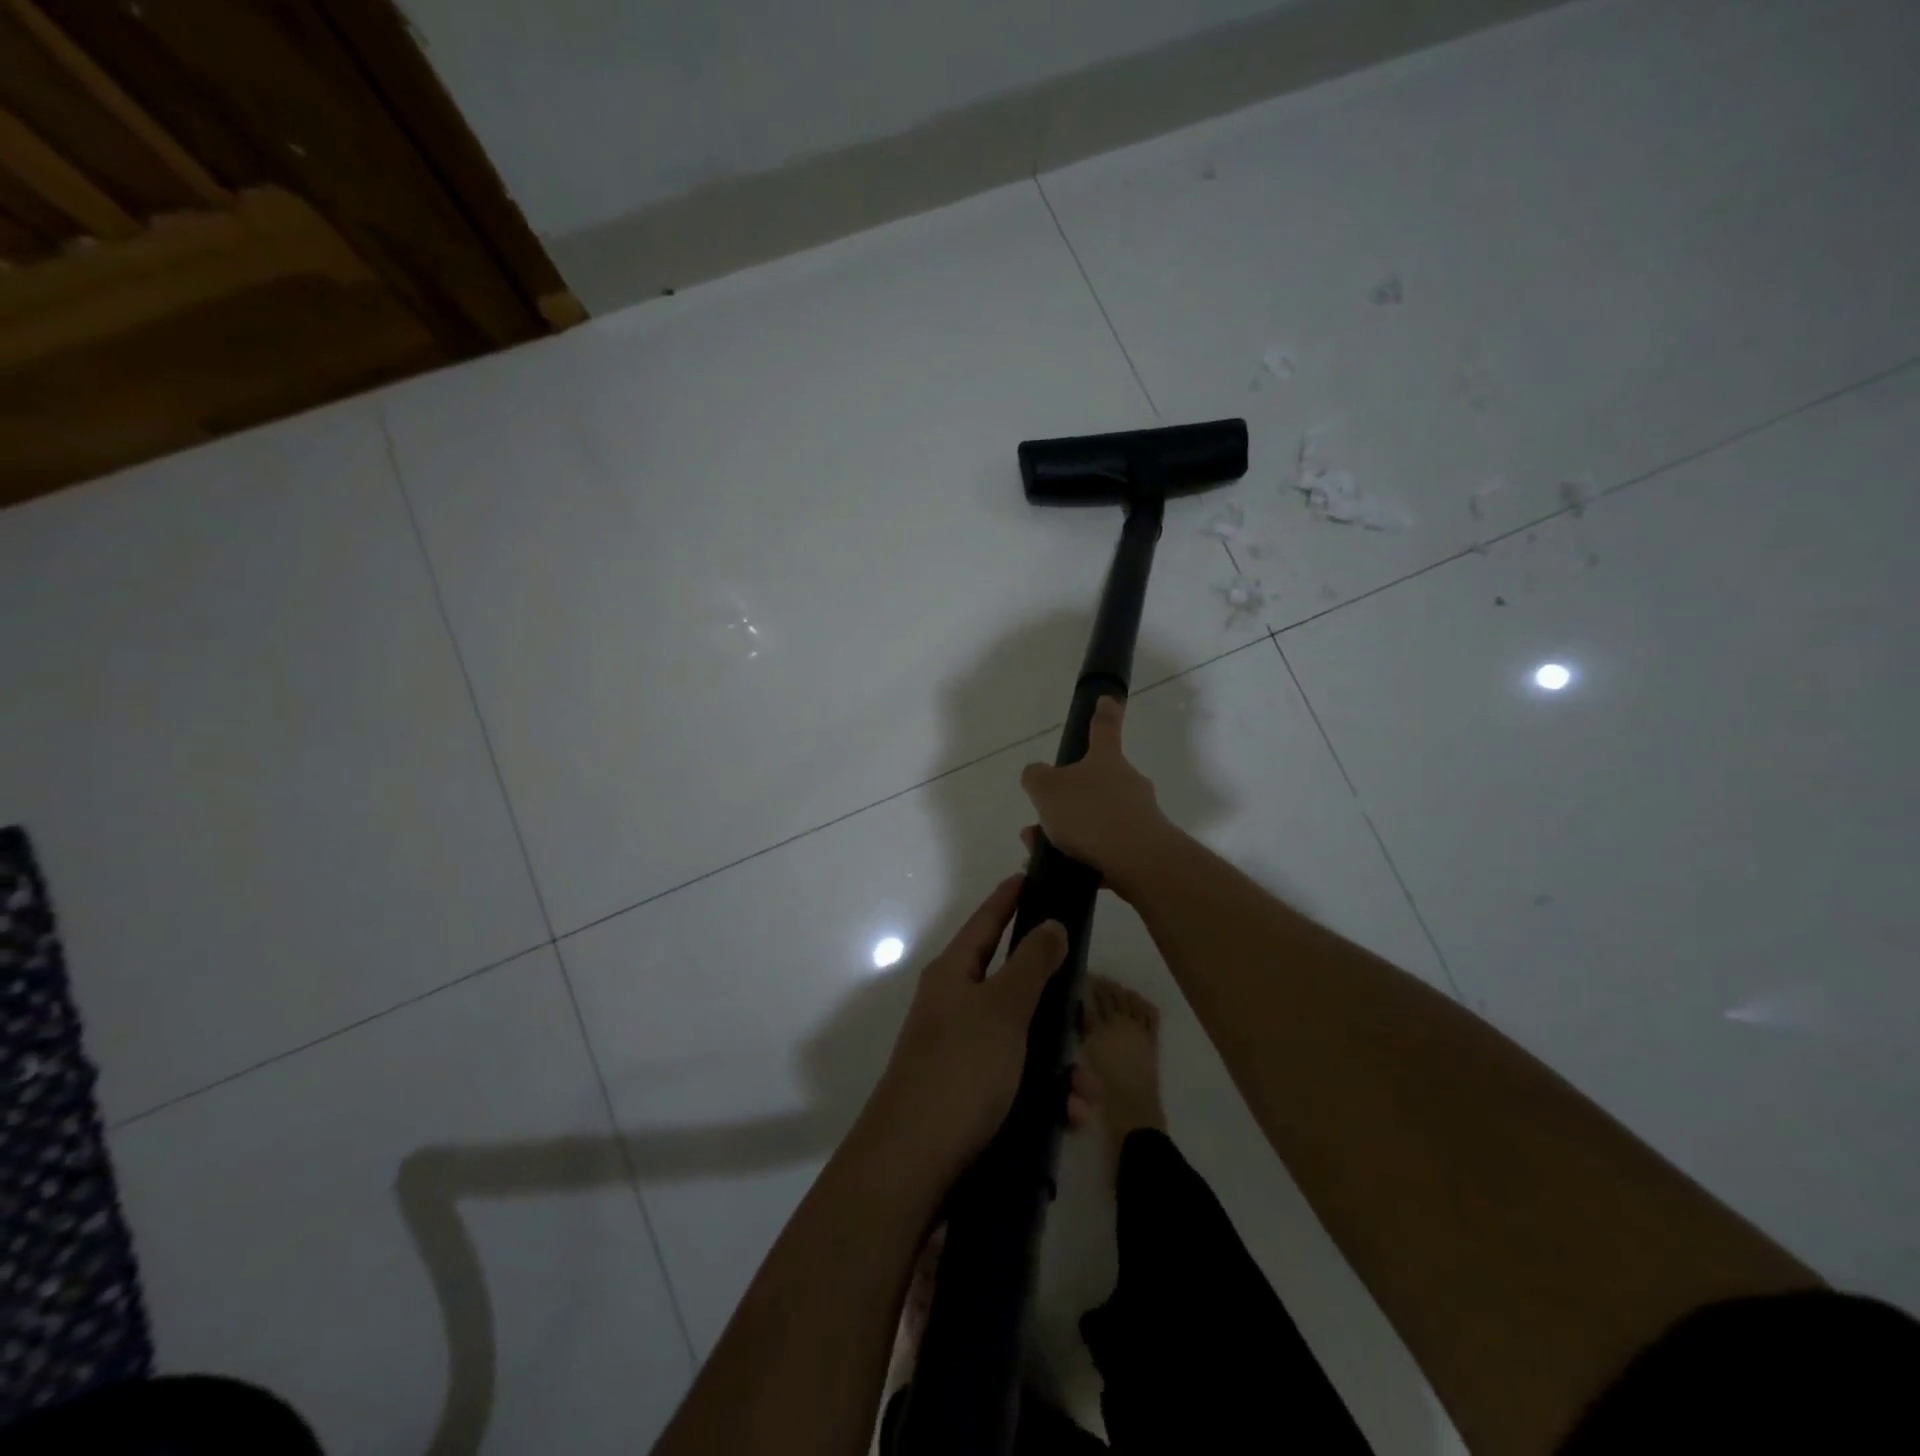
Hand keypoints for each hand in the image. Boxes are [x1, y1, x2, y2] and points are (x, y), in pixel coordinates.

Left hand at [864, 875, 1068, 1188]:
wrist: (913, 1166)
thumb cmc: (960, 1071)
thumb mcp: (1002, 1009)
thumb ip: (1032, 963)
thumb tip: (1052, 923)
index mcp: (955, 974)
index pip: (987, 920)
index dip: (1010, 897)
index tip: (1034, 876)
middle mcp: (958, 1006)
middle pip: (1018, 985)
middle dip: (1059, 1007)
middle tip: (1087, 1022)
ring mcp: (965, 1051)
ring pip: (1028, 1039)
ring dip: (1062, 1064)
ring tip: (1083, 1093)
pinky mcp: (975, 1093)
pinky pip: (1022, 1079)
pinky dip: (1048, 1095)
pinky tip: (1069, 1117)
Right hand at [1020, 696, 1174, 898]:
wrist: (1139, 862)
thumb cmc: (1091, 815)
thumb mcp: (1047, 790)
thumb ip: (1036, 777)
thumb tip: (1037, 773)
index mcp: (1106, 760)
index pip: (1104, 728)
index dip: (1103, 712)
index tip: (1107, 699)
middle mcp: (1127, 782)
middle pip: (1096, 781)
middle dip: (1068, 798)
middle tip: (1041, 817)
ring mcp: (1139, 815)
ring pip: (1096, 817)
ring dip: (1069, 831)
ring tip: (1039, 850)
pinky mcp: (1143, 848)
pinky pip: (1106, 847)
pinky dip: (1083, 855)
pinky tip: (1062, 870)